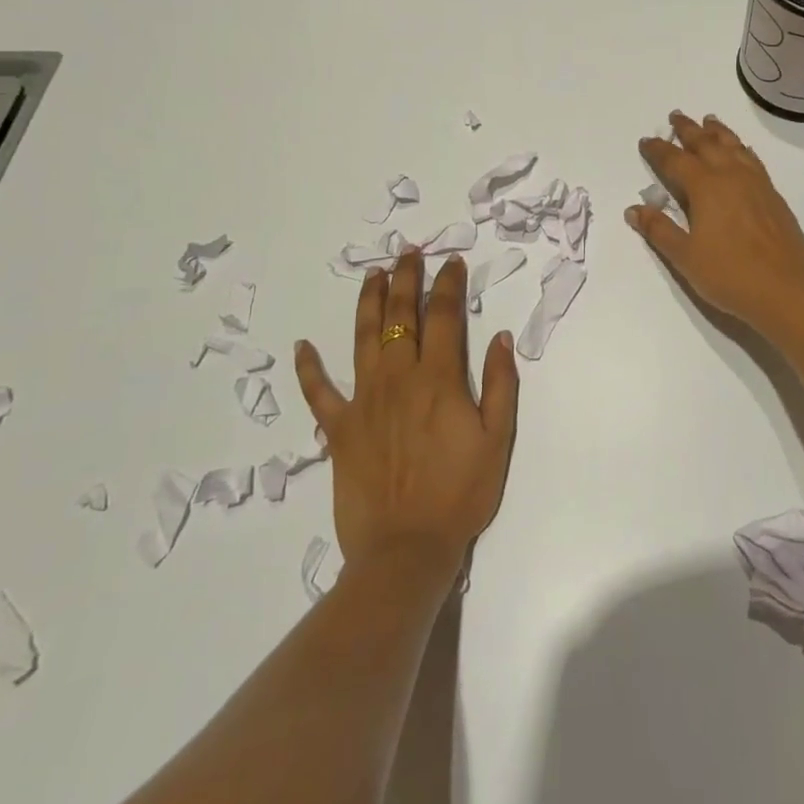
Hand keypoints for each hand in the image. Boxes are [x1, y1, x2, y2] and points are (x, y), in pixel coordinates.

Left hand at [293, 250, 518, 572]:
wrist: (406, 550)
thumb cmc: (460, 493)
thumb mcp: (498, 439)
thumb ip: (502, 384)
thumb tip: (500, 337)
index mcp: (440, 379)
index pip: (445, 316)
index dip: (449, 284)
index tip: (452, 262)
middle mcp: (398, 379)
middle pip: (400, 316)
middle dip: (406, 279)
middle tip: (408, 253)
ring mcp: (363, 402)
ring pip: (363, 338)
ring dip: (368, 302)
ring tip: (372, 275)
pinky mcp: (338, 429)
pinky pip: (319, 393)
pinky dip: (308, 369)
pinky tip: (302, 346)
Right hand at [626, 110, 803, 337]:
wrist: (787, 290)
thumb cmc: (730, 274)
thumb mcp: (685, 257)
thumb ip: (659, 230)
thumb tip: (634, 208)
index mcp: (705, 187)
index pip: (675, 160)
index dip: (659, 150)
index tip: (647, 140)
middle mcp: (731, 176)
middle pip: (706, 144)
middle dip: (688, 130)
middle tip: (676, 116)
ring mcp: (756, 184)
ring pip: (733, 146)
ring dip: (718, 132)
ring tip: (709, 121)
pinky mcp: (773, 195)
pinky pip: (752, 159)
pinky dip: (741, 148)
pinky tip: (741, 151)